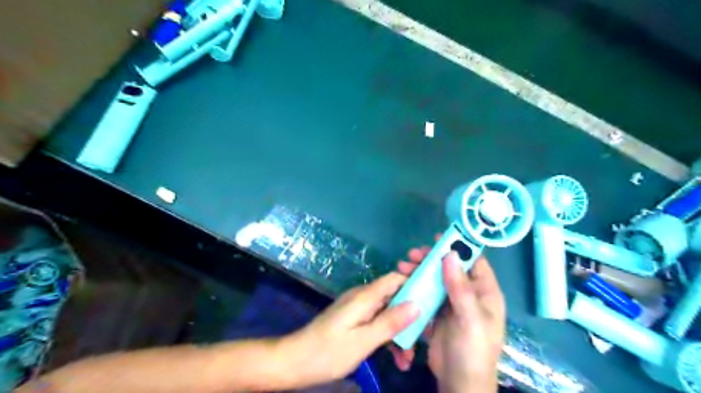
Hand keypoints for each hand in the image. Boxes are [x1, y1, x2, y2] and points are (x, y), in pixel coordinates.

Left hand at [281, 274, 418, 387]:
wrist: (295, 361)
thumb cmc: (328, 352)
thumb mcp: (363, 341)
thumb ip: (390, 322)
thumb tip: (417, 304)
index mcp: (365, 297)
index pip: (395, 278)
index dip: (415, 282)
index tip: (433, 298)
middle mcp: (363, 297)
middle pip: (394, 297)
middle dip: (410, 317)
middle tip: (422, 339)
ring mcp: (358, 309)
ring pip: (387, 313)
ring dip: (399, 333)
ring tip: (407, 360)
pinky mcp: (354, 320)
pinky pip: (376, 323)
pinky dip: (387, 337)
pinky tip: (395, 358)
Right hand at [393, 245, 506, 391]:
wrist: (459, 383)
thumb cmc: (472, 350)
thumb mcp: (470, 319)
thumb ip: (460, 287)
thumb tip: (450, 254)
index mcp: (485, 293)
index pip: (474, 261)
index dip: (458, 247)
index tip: (438, 238)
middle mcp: (470, 294)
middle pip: (450, 268)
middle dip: (431, 259)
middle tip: (412, 254)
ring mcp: (452, 303)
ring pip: (436, 279)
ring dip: (420, 271)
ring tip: (402, 266)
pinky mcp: (438, 313)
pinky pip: (427, 293)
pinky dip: (416, 286)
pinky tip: (403, 282)